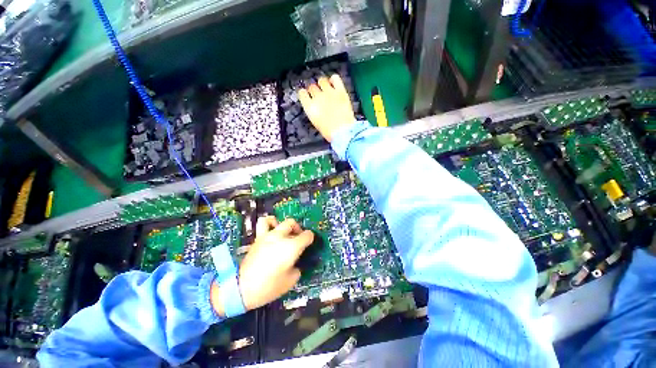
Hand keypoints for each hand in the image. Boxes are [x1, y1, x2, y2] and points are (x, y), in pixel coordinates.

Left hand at [211, 216, 313, 314]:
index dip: (310, 238)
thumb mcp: (290, 281)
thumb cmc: (269, 287)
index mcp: (292, 247)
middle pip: (292, 223)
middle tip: (298, 239)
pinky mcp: (257, 239)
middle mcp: (280, 237)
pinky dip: (269, 224)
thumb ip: (297, 268)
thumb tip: (295, 263)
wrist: (241, 289)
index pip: (307, 235)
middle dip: (298, 229)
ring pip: (276, 220)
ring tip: (283, 233)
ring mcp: (267, 236)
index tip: (309, 243)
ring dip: (282, 224)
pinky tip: (271, 234)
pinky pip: (263, 224)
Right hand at [298, 74, 355, 141]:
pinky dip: (334, 79)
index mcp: (310, 107)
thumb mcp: (316, 123)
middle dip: (314, 90)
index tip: (306, 95)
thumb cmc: (330, 132)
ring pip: (322, 80)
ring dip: (323, 84)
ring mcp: (329, 93)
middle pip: (312, 87)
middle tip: (319, 95)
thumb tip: (314, 106)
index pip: (302, 93)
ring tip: (326, 88)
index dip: (304, 94)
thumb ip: (313, 112)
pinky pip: (335, 78)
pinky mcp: (341, 91)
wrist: (343, 132)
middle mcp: (318, 97)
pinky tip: (334, 83)